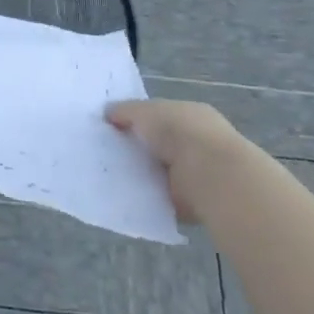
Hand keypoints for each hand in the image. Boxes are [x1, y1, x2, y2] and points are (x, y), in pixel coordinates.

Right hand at [106, 98, 244, 224]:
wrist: (209, 175)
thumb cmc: (179, 132)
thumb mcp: (145, 111)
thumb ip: (125, 111)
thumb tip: (107, 112)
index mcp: (189, 116)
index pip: (159, 116)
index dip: (136, 120)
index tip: (111, 127)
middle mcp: (195, 143)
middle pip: (158, 145)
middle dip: (137, 148)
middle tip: (104, 152)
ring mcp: (195, 174)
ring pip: (159, 172)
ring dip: (141, 174)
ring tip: (109, 174)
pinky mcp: (190, 202)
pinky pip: (161, 197)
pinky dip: (146, 198)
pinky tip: (124, 195)